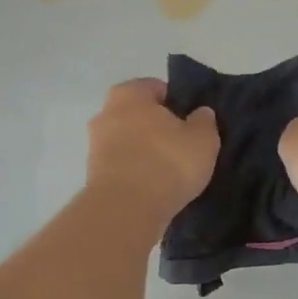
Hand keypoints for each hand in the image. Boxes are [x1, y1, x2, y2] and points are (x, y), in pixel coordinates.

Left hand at [86, 78, 219, 223]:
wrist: (126, 210)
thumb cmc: (167, 162)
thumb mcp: (202, 138)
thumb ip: (204, 121)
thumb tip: (200, 113)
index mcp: (129, 93)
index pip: (157, 88)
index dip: (178, 103)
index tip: (192, 123)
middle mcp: (105, 113)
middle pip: (139, 115)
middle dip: (158, 128)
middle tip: (183, 146)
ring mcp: (95, 145)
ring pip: (129, 142)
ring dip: (146, 152)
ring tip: (171, 172)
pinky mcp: (93, 175)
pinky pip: (122, 166)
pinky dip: (136, 173)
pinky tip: (154, 187)